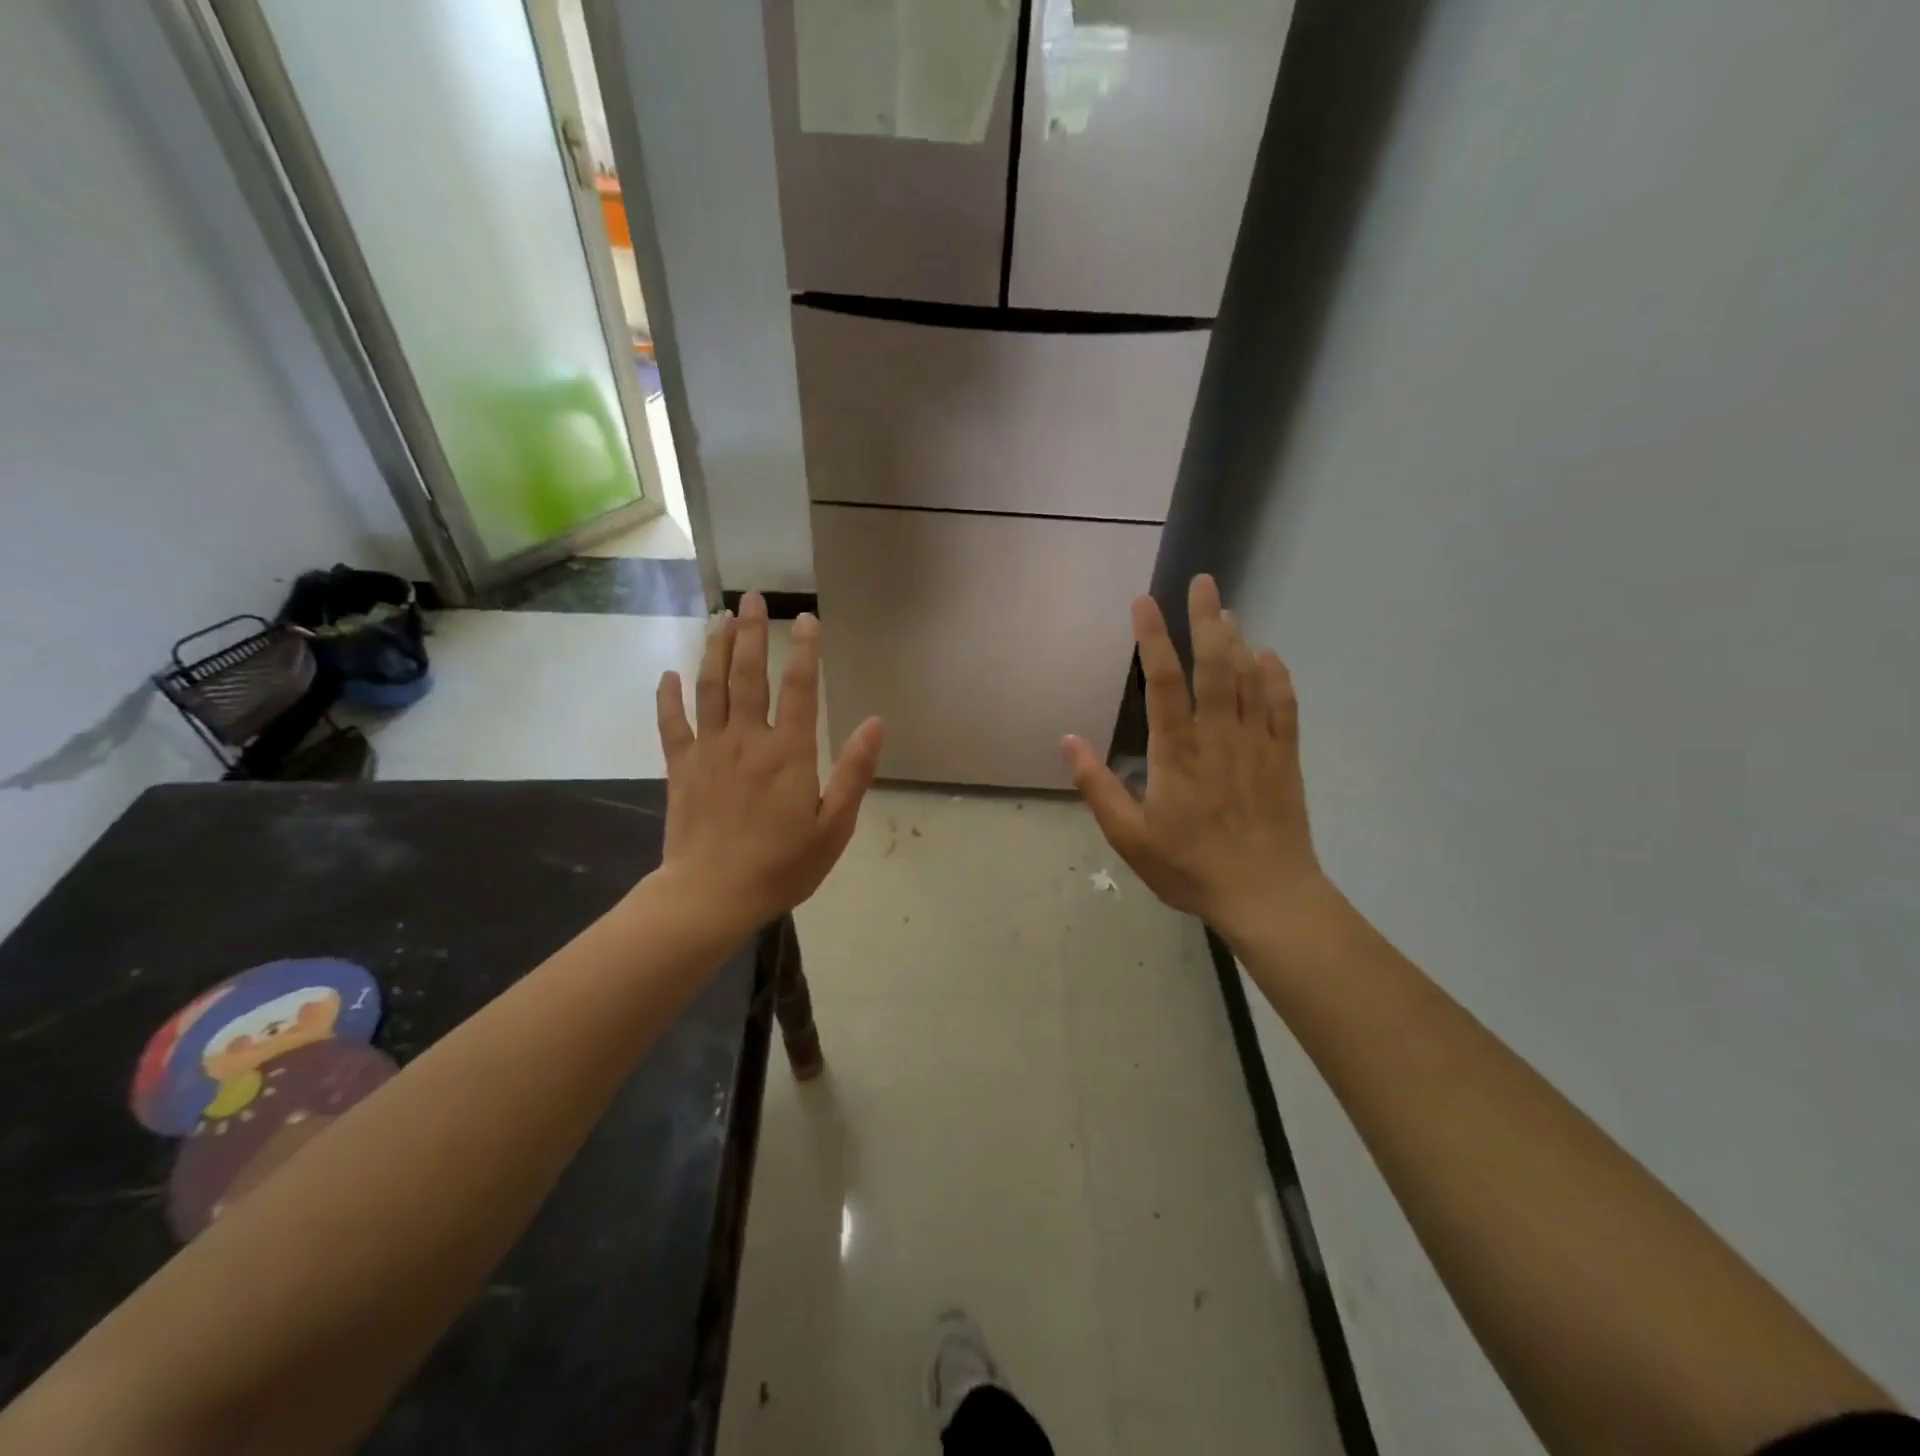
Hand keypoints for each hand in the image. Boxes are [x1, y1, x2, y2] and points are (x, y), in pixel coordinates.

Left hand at [653, 592, 883, 934]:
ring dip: (714, 650)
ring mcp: (708, 751)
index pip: (798, 687)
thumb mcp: (834, 826)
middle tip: (750, 597)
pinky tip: (669, 674)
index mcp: (788, 752)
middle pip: (747, 674)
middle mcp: (746, 739)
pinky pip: (672, 724)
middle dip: (751, 632)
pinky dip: (668, 696)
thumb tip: (875, 723)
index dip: (804, 649)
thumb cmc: (781, 865)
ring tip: (718, 619)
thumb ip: (854, 772)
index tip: (805, 618)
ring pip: (710, 688)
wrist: (711, 896)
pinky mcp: (680, 768)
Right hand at [1063, 574, 1325, 941]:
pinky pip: (1285, 707)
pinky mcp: (1286, 758)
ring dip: (1238, 640)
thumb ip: (1098, 786)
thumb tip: (1068, 741)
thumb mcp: (1129, 837)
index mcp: (1176, 752)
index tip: (1144, 602)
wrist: (1265, 895)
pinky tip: (1271, 656)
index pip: (1162, 683)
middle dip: (1207, 619)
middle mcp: (1218, 735)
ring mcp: (1257, 744)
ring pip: (1250, 678)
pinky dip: (1278, 677)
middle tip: (1204, 581)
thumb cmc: (1189, 867)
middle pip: (1215, 665)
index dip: (1152, 638)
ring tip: (1228, 609)